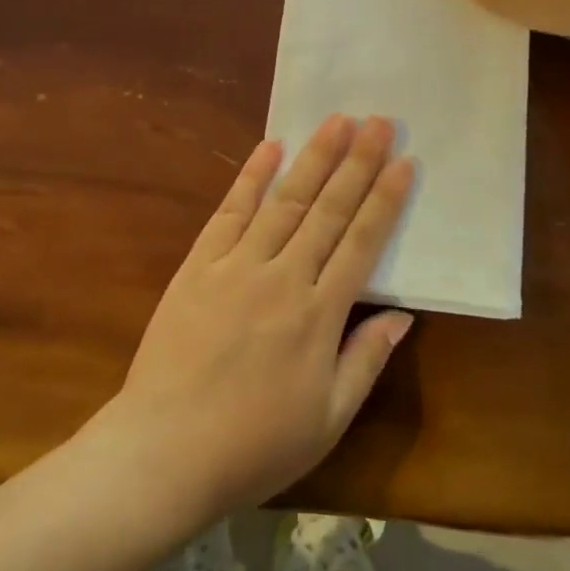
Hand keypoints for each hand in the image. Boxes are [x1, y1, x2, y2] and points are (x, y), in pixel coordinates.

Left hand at [102, 115, 414, 515]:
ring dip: (314, 157)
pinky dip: (250, 177)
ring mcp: (237, 265)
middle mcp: (283, 278)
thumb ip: (366, 361)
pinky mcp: (198, 265)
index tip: (404, 162)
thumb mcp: (328, 420)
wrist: (165, 450)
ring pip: (284, 201)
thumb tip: (403, 315)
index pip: (362, 243)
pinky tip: (269, 147)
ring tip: (337, 120)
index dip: (385, 200)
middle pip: (328, 210)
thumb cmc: (254, 445)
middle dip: (357, 162)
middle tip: (379, 121)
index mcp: (319, 316)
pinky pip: (229, 212)